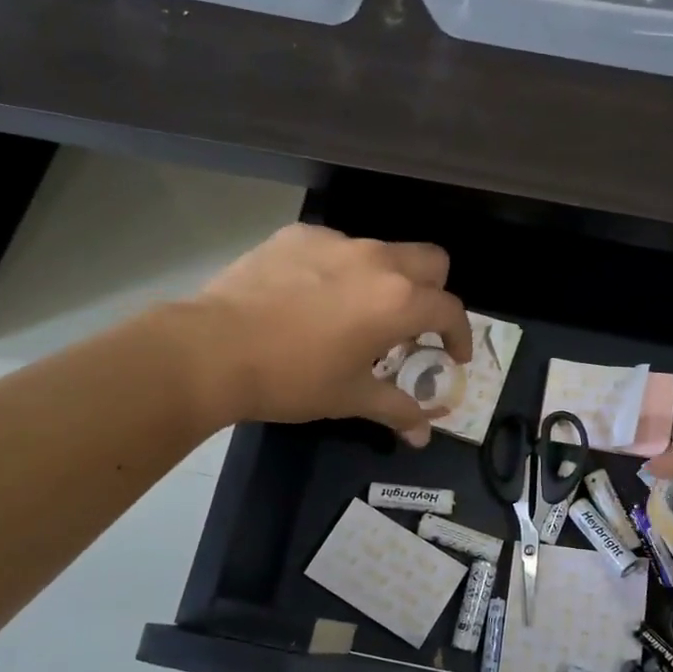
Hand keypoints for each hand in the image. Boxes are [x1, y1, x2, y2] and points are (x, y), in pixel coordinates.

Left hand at [193, 224, 471, 443]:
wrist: (212, 350)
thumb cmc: (292, 379)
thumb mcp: (350, 398)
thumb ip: (397, 410)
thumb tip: (423, 436)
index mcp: (398, 301)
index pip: (451, 310)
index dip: (460, 335)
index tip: (452, 356)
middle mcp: (376, 261)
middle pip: (431, 261)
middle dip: (433, 292)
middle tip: (413, 325)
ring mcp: (335, 242)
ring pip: (382, 251)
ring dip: (385, 280)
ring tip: (356, 312)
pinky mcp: (297, 235)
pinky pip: (335, 248)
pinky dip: (338, 270)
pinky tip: (311, 297)